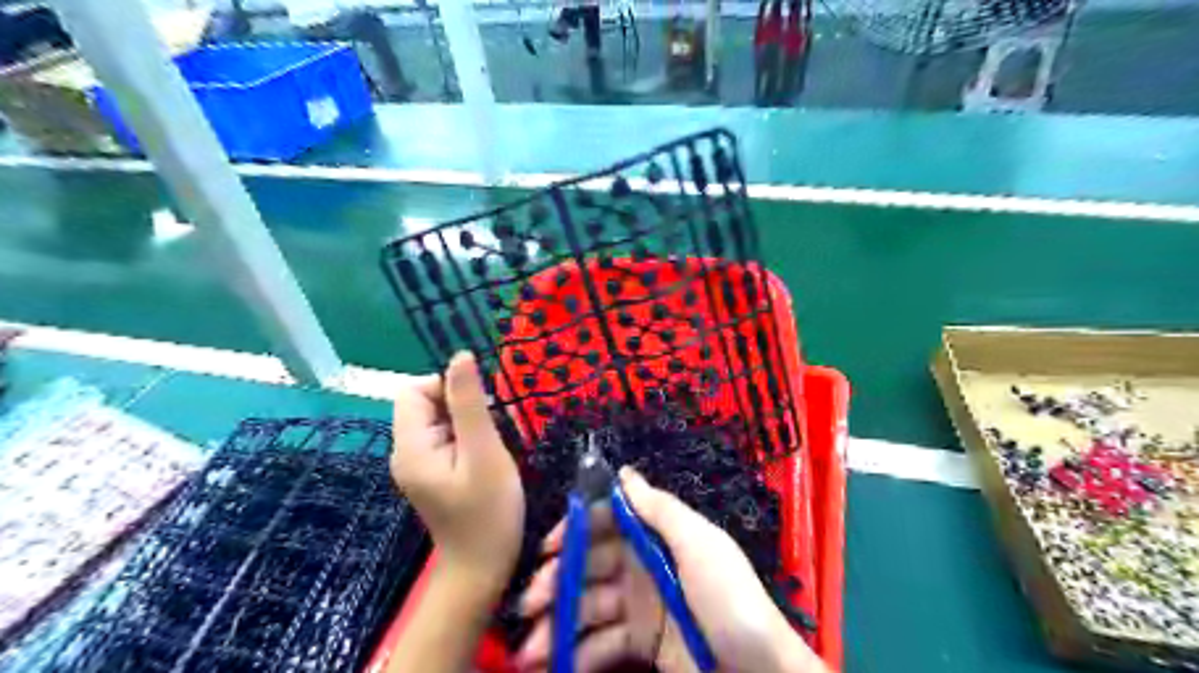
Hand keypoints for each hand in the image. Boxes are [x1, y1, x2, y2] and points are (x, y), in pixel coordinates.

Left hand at [395, 352, 526, 587]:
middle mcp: (406, 452)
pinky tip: (489, 456)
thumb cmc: (488, 513)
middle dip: (462, 405)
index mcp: (411, 446)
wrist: (482, 569)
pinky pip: (447, 438)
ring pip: (440, 419)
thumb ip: (469, 403)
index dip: (447, 387)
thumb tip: (460, 355)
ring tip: (495, 445)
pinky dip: (469, 437)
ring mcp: (418, 464)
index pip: (414, 390)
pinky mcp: (433, 473)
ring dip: (470, 421)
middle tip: (494, 429)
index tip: (482, 408)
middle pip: (426, 403)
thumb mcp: (484, 453)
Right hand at [516, 469, 824, 671]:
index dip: (577, 530)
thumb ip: (660, 509)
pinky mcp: (641, 644)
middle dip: (557, 581)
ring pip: (588, 606)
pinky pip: (601, 644)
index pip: (608, 522)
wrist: (758, 671)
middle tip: (530, 604)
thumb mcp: (699, 544)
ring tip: (533, 650)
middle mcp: (643, 566)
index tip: (550, 548)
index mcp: (657, 536)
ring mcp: (640, 607)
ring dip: (558, 624)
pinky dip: (577, 654)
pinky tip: (558, 665)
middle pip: (590, 565)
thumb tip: (623, 472)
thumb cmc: (728, 598)